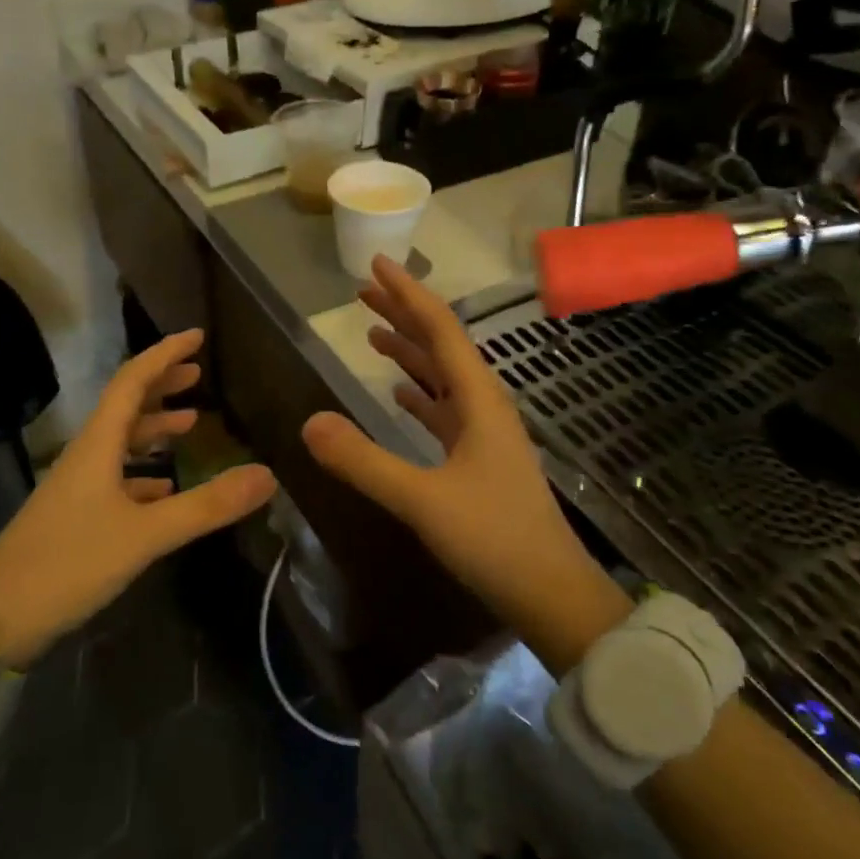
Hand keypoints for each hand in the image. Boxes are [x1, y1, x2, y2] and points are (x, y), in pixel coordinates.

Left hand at [0, 330, 275, 666]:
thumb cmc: (70, 564)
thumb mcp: (146, 535)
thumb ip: (206, 505)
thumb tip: (267, 475)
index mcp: (97, 445)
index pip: (132, 381)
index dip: (164, 354)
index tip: (197, 336)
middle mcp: (86, 456)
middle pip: (125, 405)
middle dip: (161, 384)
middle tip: (198, 372)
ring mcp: (78, 486)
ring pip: (121, 441)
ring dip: (154, 426)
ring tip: (191, 422)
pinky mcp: (76, 515)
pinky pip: (116, 477)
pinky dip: (144, 471)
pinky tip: (165, 484)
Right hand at [300, 257, 629, 672]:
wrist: (551, 593)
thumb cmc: (494, 538)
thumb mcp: (422, 500)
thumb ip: (364, 461)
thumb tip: (308, 423)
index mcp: (478, 400)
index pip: (440, 329)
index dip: (406, 294)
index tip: (376, 265)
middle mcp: (484, 405)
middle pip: (440, 345)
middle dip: (403, 315)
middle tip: (363, 293)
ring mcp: (484, 433)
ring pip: (442, 378)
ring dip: (409, 352)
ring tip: (373, 334)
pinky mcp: (479, 460)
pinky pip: (444, 411)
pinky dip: (419, 394)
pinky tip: (400, 393)